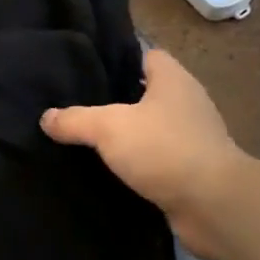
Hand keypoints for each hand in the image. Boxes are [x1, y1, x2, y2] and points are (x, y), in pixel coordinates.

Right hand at [41, 48, 252, 259]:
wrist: (213, 204)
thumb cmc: (164, 149)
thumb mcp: (109, 127)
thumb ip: (75, 119)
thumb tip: (46, 117)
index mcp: (174, 80)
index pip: (146, 55)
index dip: (119, 60)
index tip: (87, 72)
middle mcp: (187, 104)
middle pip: (146, 93)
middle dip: (116, 101)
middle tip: (76, 108)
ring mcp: (192, 139)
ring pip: (151, 130)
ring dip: (127, 138)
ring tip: (87, 142)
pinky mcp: (191, 171)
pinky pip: (156, 161)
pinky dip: (138, 166)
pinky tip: (110, 173)